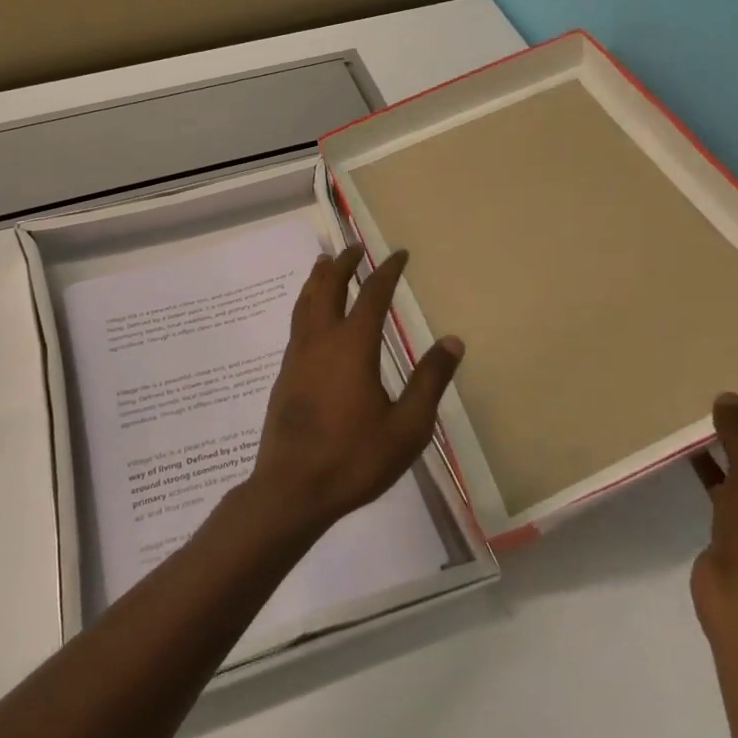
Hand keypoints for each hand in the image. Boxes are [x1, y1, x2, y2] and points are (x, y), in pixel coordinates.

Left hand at [244, 246, 464, 543]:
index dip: (387, 271)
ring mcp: (297, 357)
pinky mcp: (284, 375)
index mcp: (353, 346)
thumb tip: (453, 341)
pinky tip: (311, 317)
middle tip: (354, 248)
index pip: (372, 295)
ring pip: (305, 303)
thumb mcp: (407, 427)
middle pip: (328, 288)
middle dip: (343, 264)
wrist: (292, 489)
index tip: (398, 254)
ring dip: (317, 280)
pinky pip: (297, 324)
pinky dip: (306, 305)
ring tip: (323, 264)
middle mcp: (321, 341)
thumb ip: (429, 381)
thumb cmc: (354, 458)